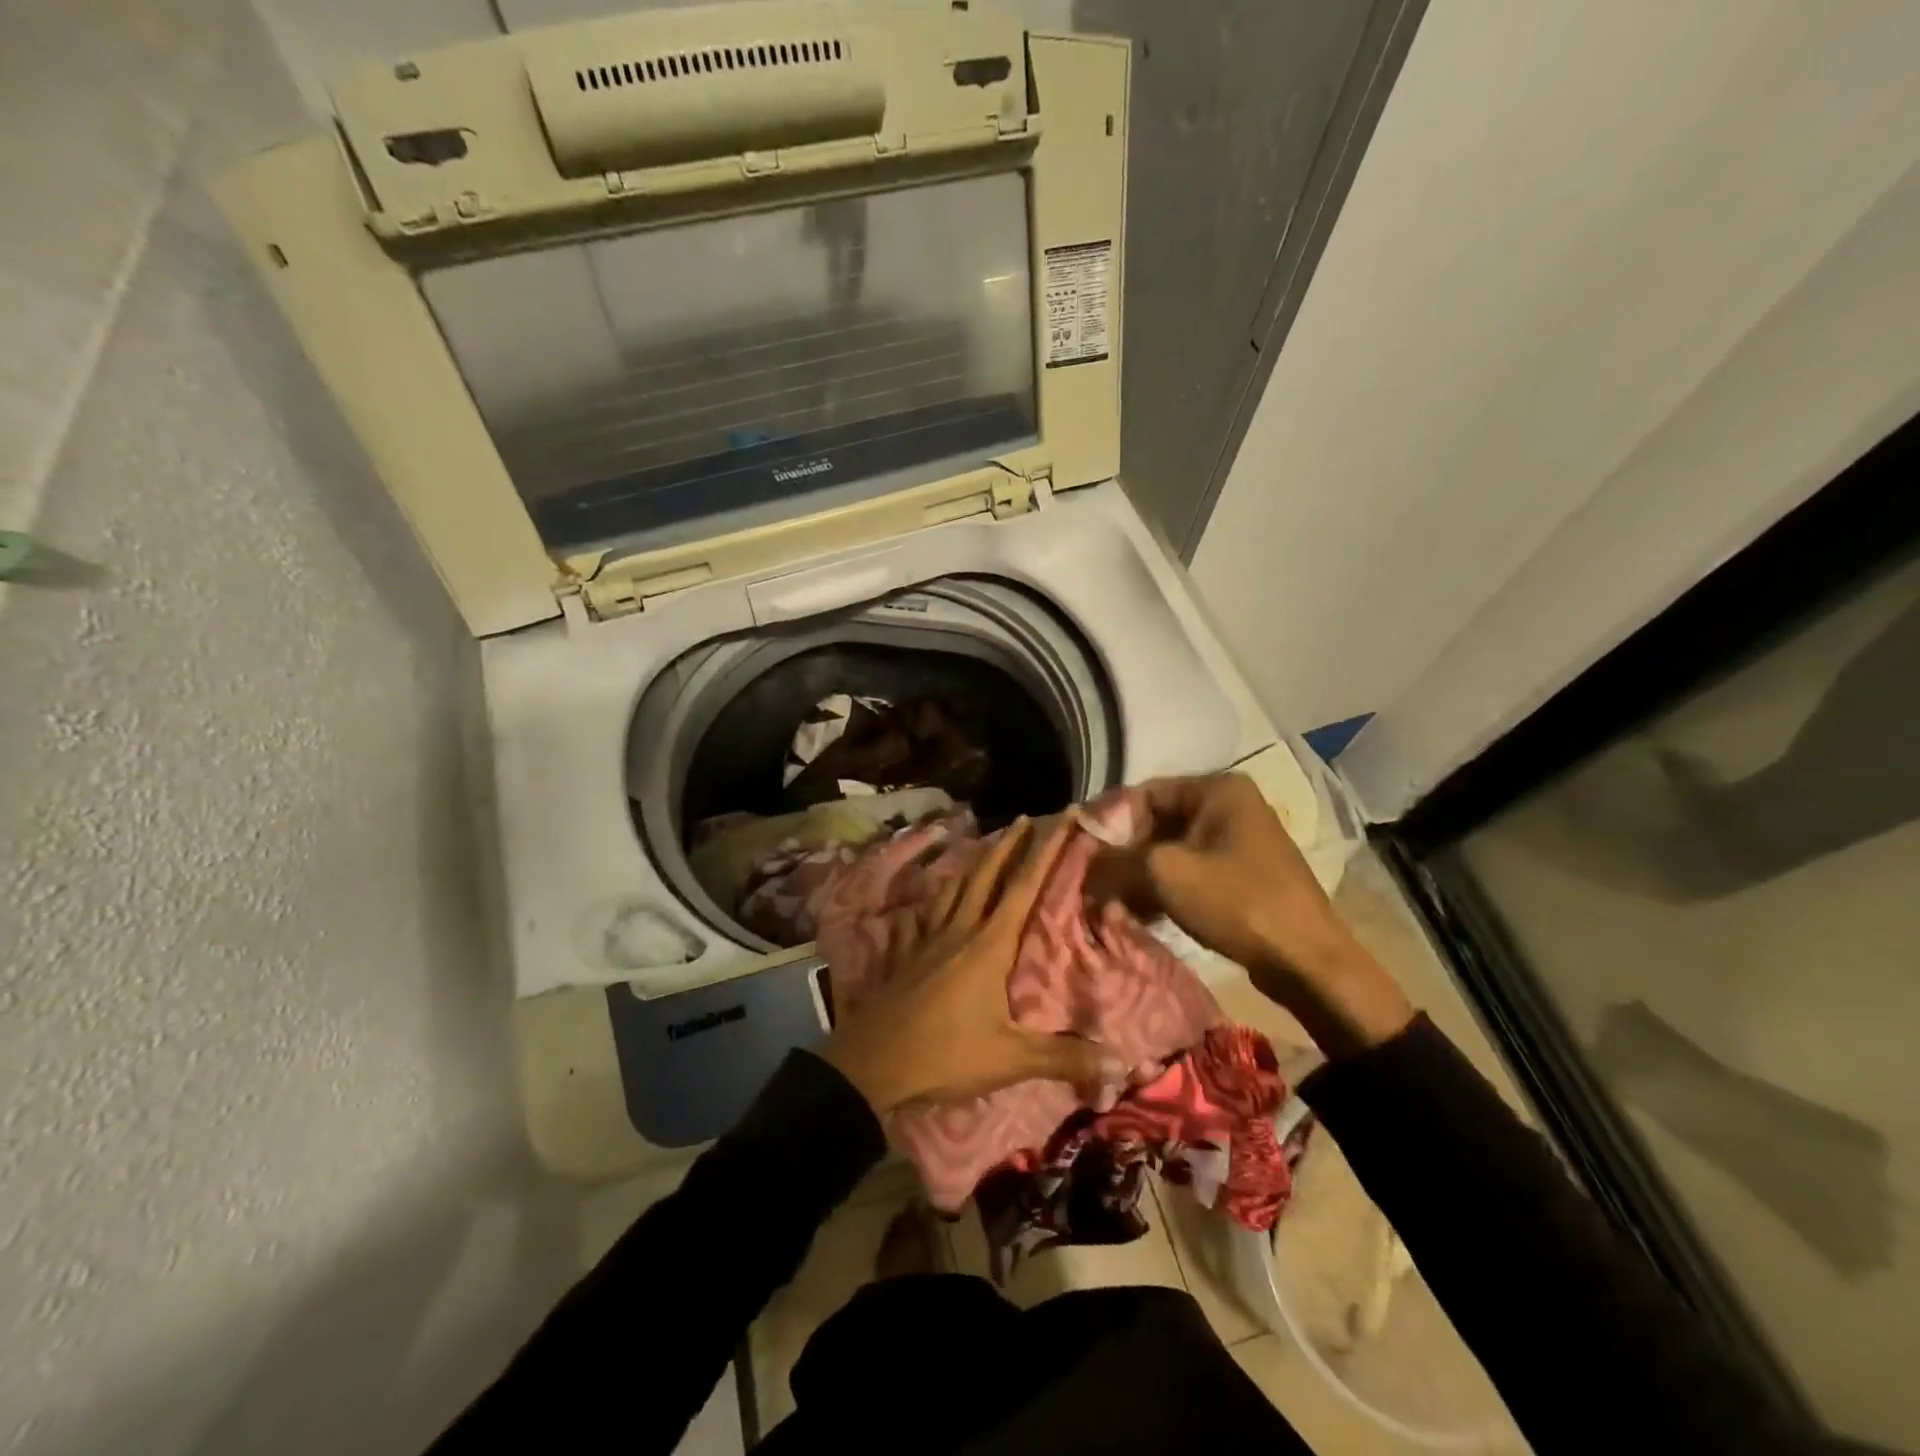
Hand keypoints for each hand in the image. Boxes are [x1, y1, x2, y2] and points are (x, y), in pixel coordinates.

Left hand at [822, 817, 1126, 1113]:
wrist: (871, 1062)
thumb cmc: (946, 1054)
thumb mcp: (1010, 1059)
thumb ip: (1064, 1058)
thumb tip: (1120, 1065)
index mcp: (989, 945)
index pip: (1025, 886)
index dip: (1048, 849)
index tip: (1065, 816)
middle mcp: (959, 930)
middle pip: (986, 875)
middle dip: (1008, 844)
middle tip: (1023, 818)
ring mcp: (926, 939)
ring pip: (952, 889)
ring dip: (971, 865)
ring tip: (982, 848)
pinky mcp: (904, 954)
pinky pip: (918, 917)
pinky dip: (928, 903)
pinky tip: (926, 902)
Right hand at [1095, 774, 1414, 1058]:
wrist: (1306, 960)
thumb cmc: (1236, 900)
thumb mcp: (1165, 873)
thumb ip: (1117, 860)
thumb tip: (1086, 863)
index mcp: (1217, 789)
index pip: (1144, 793)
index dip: (1110, 821)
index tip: (1084, 852)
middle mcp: (1230, 805)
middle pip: (1157, 821)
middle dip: (1125, 853)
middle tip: (1097, 881)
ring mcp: (1239, 839)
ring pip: (1172, 848)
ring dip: (1142, 874)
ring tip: (1115, 902)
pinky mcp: (1243, 872)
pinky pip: (1192, 869)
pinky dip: (1165, 887)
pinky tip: (1143, 913)